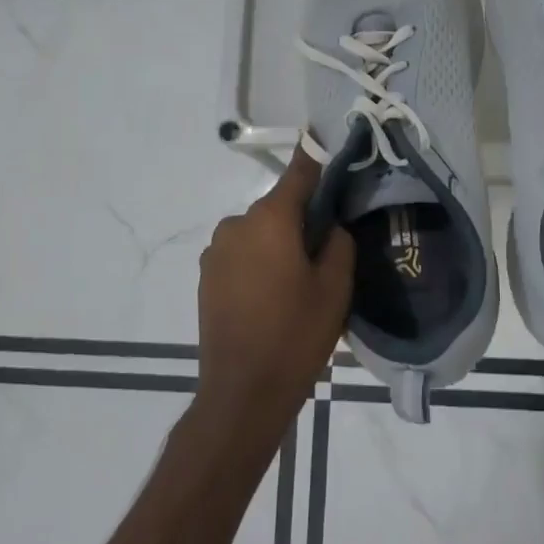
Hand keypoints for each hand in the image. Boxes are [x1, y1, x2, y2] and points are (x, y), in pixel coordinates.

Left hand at [196, 148, 353, 435]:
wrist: (242, 392)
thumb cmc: (295, 335)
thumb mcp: (335, 287)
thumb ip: (338, 242)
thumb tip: (329, 224)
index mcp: (269, 219)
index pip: (300, 172)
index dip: (319, 160)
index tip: (334, 151)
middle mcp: (236, 224)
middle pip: (278, 206)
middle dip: (301, 218)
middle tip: (326, 248)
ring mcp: (215, 251)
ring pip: (259, 232)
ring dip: (278, 243)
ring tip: (297, 281)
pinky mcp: (206, 276)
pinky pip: (241, 254)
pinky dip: (259, 262)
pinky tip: (272, 295)